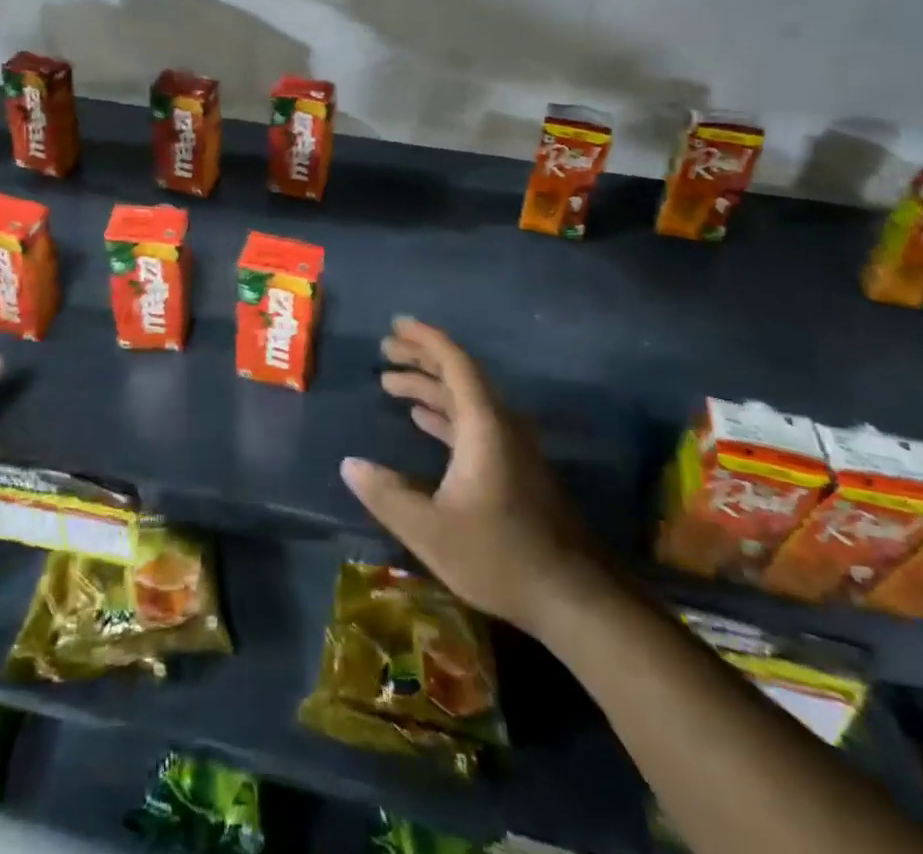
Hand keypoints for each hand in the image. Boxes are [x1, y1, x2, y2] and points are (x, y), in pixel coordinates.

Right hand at [341, 317, 598, 633]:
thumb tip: (349, 464)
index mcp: (484, 426)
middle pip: (459, 375)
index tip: (396, 325)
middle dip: (421, 358)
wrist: (573, 597)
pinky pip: (473, 422)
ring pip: (466, 399)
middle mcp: (500, 425)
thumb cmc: (500, 556)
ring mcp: (510, 446)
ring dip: (430, 386)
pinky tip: (421, 419)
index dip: (425, 340)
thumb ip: (387, 495)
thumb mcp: (431, 531)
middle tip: (385, 350)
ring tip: (391, 382)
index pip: (455, 364)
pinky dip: (444, 412)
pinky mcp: (513, 467)